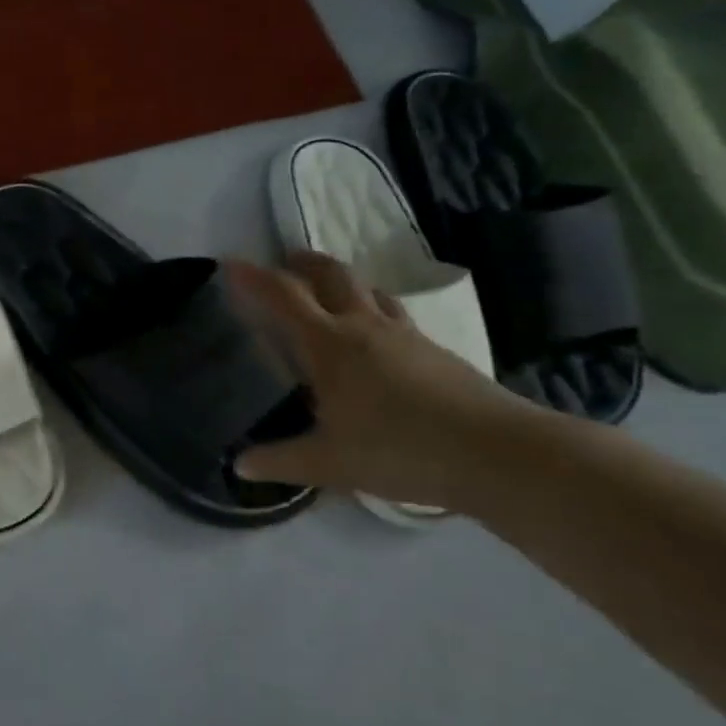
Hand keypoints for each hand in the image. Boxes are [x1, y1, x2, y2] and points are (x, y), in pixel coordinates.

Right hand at [227, 252, 532, 510]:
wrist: (495, 453)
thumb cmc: (398, 451)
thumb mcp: (328, 464)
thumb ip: (280, 461)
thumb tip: (238, 464)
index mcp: (329, 345)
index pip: (283, 297)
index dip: (253, 277)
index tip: (230, 262)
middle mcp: (365, 327)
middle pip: (332, 275)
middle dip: (304, 263)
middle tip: (285, 262)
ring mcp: (406, 335)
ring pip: (369, 290)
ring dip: (343, 282)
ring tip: (330, 293)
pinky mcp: (437, 351)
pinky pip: (395, 315)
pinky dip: (374, 310)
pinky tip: (377, 340)